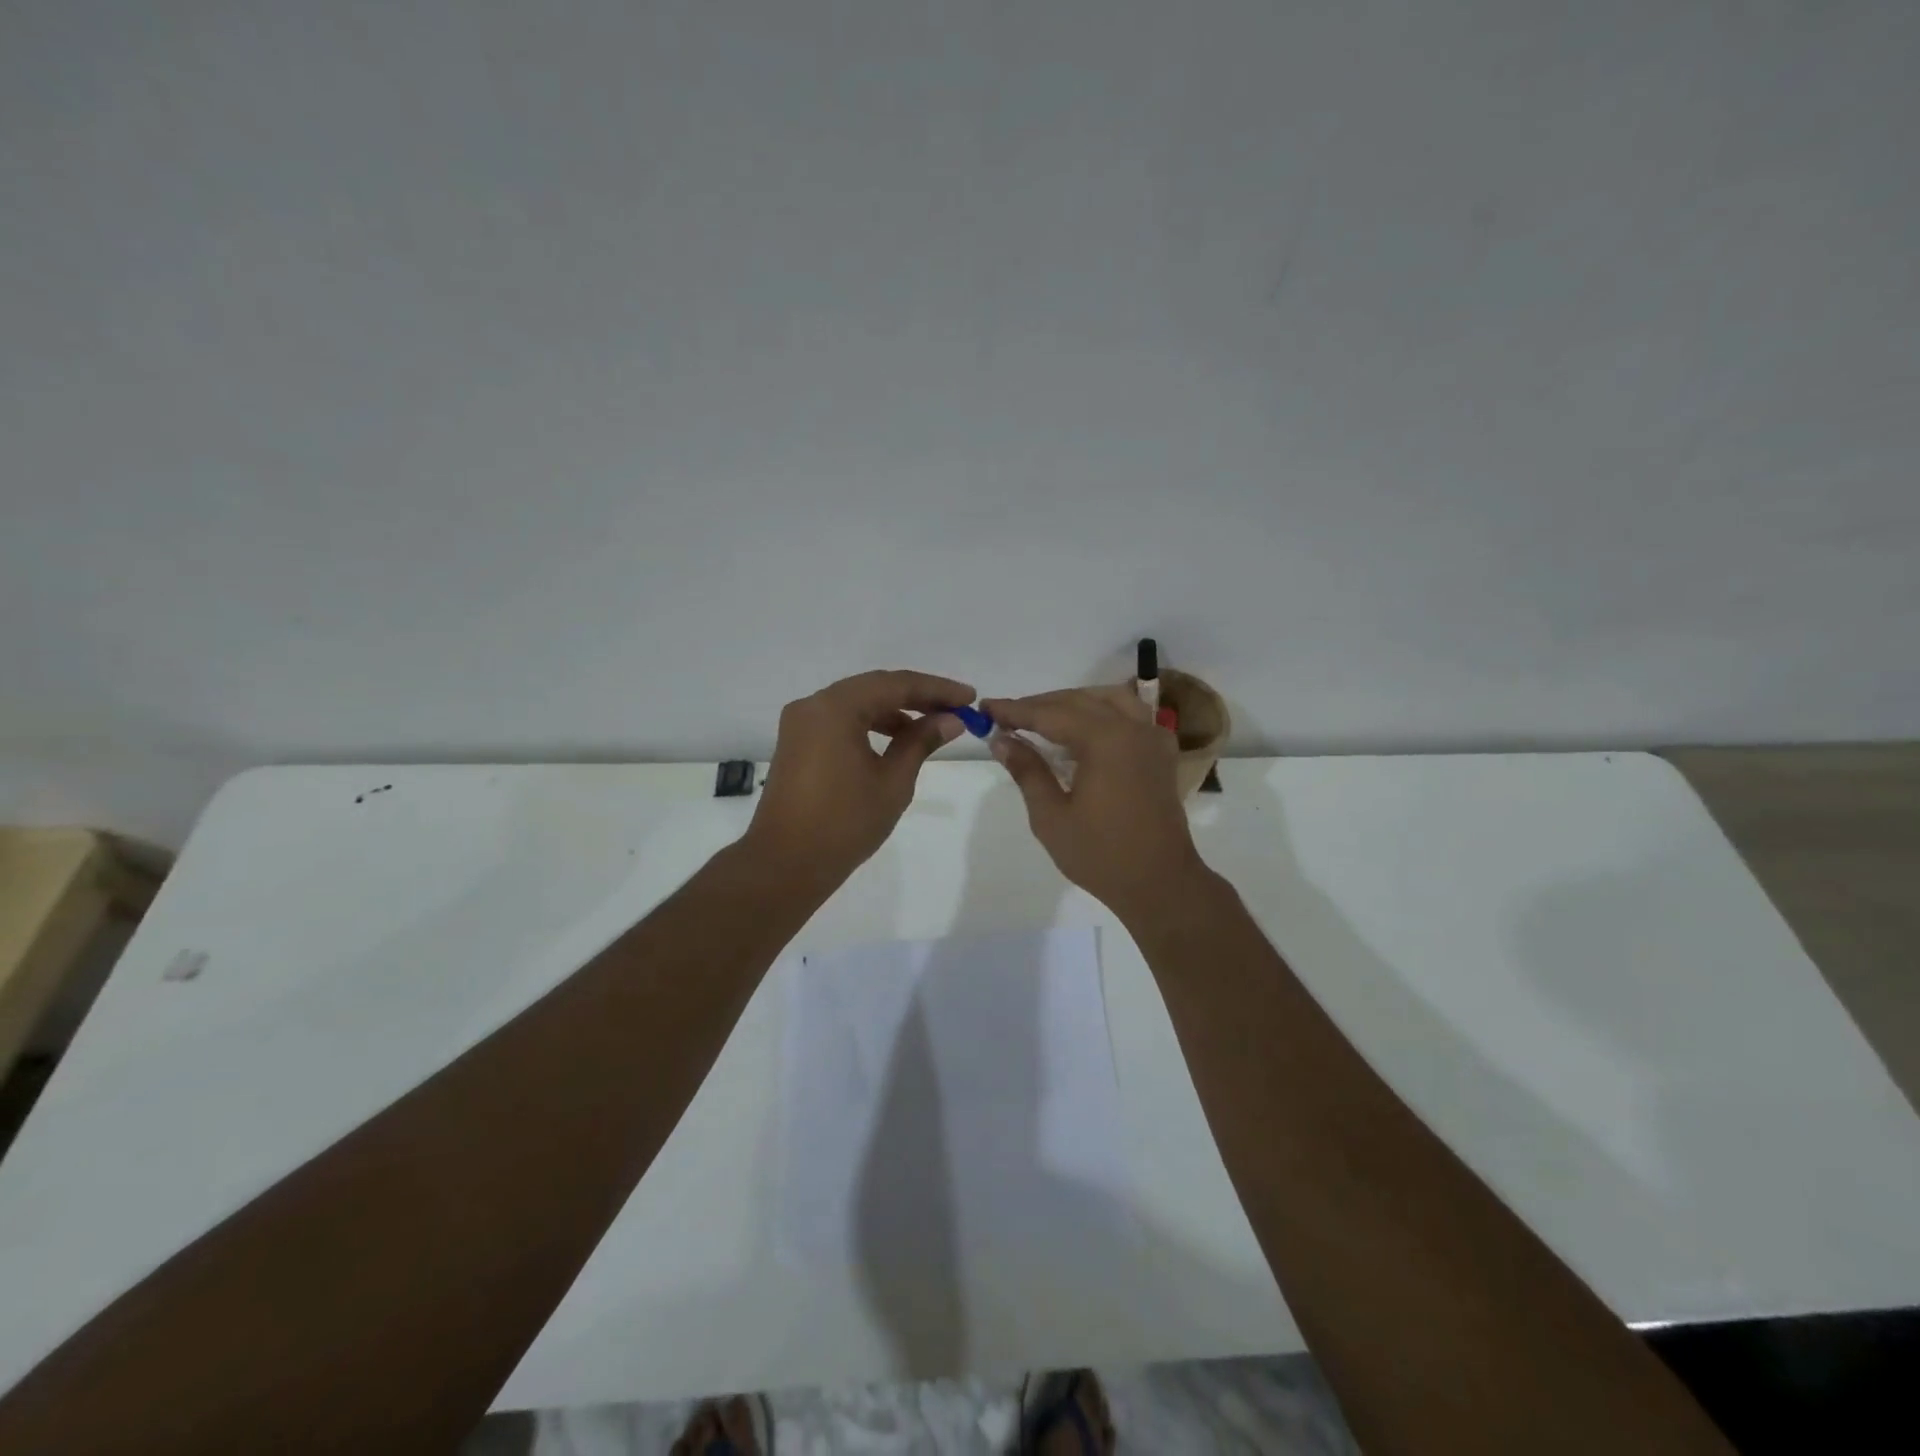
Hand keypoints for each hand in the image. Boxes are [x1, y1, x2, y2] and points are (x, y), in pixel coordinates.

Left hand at [744, 669, 974, 892]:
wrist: (785, 864)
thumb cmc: (844, 823)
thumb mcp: (892, 781)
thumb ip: (921, 742)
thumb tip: (950, 720)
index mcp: (835, 708)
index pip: (895, 684)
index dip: (937, 689)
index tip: (969, 698)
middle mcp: (813, 705)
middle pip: (874, 688)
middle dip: (917, 697)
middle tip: (955, 709)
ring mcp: (801, 724)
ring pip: (857, 703)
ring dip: (894, 711)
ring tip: (932, 727)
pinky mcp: (797, 743)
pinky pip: (840, 721)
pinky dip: (870, 725)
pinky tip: (896, 740)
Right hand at [981, 684, 1206, 915]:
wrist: (1160, 884)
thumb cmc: (1101, 855)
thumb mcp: (1051, 816)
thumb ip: (1027, 771)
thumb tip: (1001, 740)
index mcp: (1105, 740)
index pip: (1050, 714)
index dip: (1015, 710)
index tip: (986, 708)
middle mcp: (1132, 728)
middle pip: (1079, 701)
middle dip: (1041, 705)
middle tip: (1006, 716)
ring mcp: (1152, 738)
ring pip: (1108, 700)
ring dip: (1072, 704)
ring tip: (1042, 719)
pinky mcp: (1161, 754)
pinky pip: (1130, 716)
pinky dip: (1103, 714)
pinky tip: (1084, 732)